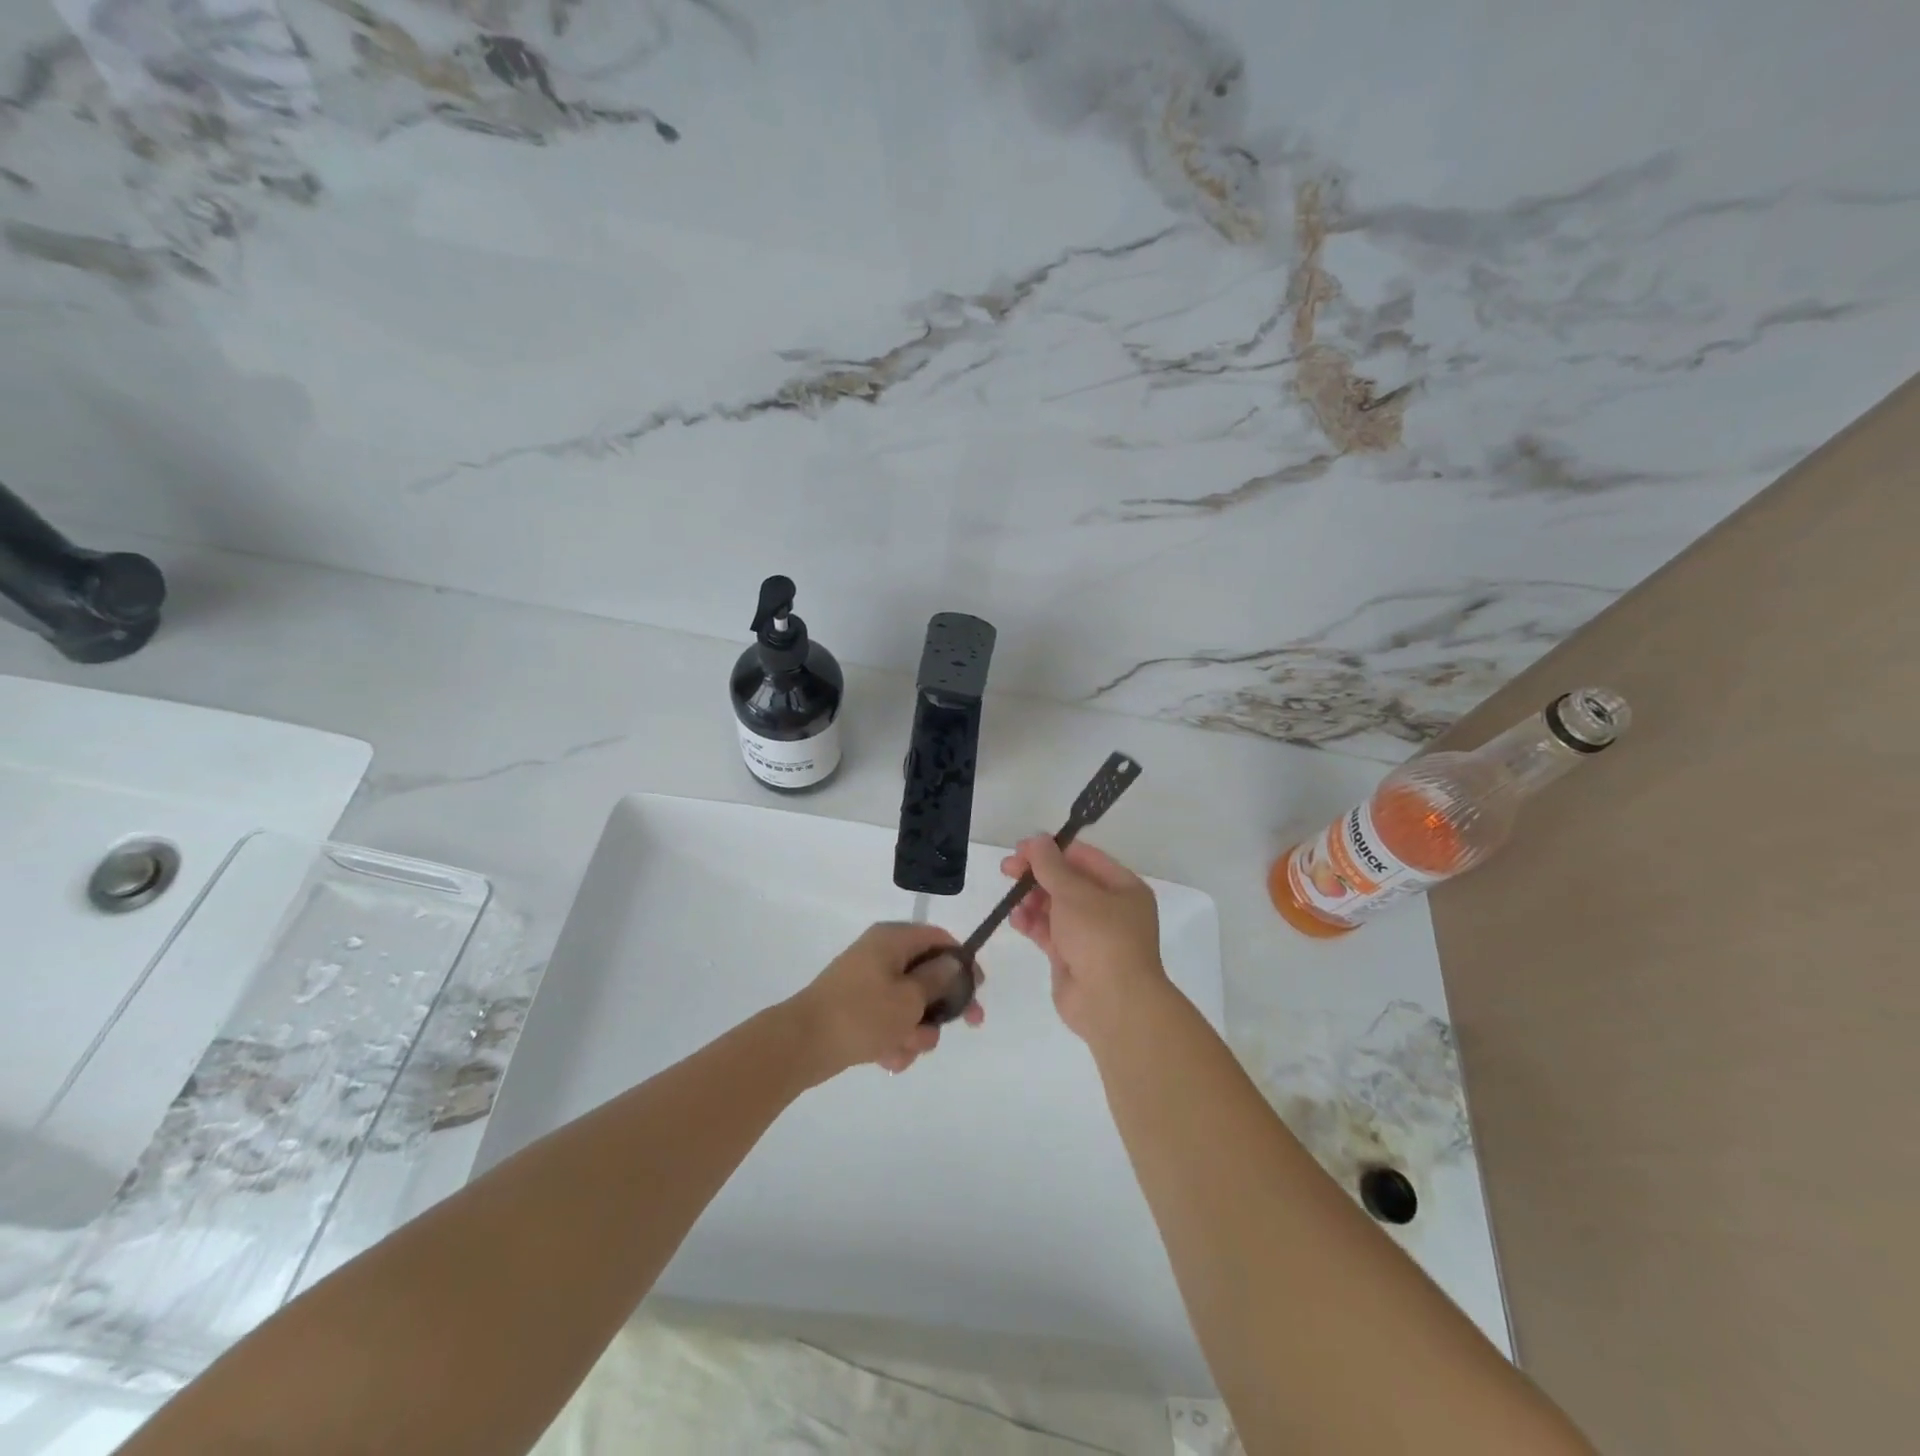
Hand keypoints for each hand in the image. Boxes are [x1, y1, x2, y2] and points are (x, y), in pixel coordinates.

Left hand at [789, 922, 984, 1081]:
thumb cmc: (862, 1014)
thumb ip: (938, 980)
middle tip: (966, 1026)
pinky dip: (893, 1040)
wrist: (802, 1044)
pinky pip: (888, 1021)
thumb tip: (953, 962)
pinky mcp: (857, 1010)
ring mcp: (867, 983)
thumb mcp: (910, 998)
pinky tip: (888, 1059)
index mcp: (893, 940)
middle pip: (927, 975)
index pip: (938, 939)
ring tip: (904, 1049)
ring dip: (916, 1030)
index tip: (978, 988)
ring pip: (909, 1005)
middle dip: (942, 1006)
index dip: (962, 962)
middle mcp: (881, 955)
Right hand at [1001, 836, 1166, 1041]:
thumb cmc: (1100, 937)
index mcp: (1123, 888)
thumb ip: (1050, 865)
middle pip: (1068, 882)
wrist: (1112, 1003)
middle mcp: (1110, 909)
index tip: (1021, 849)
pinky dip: (1032, 924)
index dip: (1052, 850)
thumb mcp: (1074, 893)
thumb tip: (1036, 840)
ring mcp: (1091, 935)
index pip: (1084, 858)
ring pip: (1056, 908)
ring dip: (1032, 900)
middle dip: (1038, 875)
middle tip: (1007, 869)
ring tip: (1012, 898)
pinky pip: (1049, 933)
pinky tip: (1016, 919)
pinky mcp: (1072, 958)